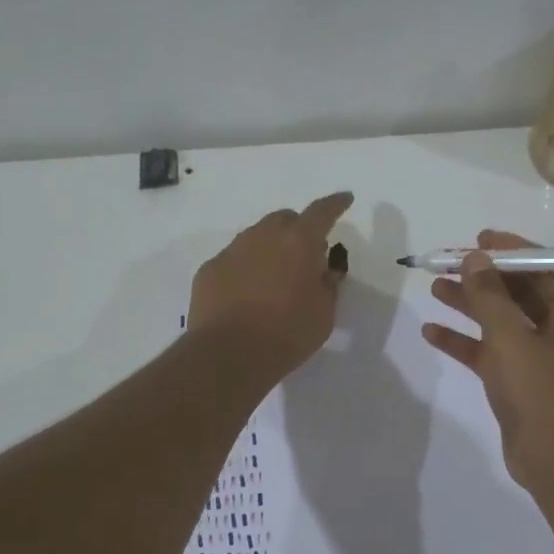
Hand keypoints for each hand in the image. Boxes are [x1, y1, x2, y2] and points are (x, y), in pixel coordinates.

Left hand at [189, 192, 353, 382]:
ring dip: (270, 247)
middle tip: (306, 254)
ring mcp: (232, 251)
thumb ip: (327, 285)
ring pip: (256, 236)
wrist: (228, 354)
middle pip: (284, 219)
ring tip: (275, 276)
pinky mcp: (210, 269)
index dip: (335, 204)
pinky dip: (245, 268)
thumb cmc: (287, 334)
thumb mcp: (324, 314)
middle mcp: (263, 236)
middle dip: (298, 229)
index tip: (344, 199)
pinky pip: (233, 259)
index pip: (322, 212)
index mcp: (299, 242)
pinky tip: (246, 293)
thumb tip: (323, 271)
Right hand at [422, 229, 553, 494]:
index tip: (480, 240)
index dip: (513, 250)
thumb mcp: (511, 339)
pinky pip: (492, 350)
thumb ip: (490, 296)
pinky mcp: (522, 380)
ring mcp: (542, 357)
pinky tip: (432, 332)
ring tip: (434, 288)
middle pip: (521, 291)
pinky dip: (466, 341)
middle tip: (448, 262)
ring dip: (470, 305)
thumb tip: (475, 258)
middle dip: (484, 277)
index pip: (546, 268)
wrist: (553, 462)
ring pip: (503, 320)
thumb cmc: (540, 394)